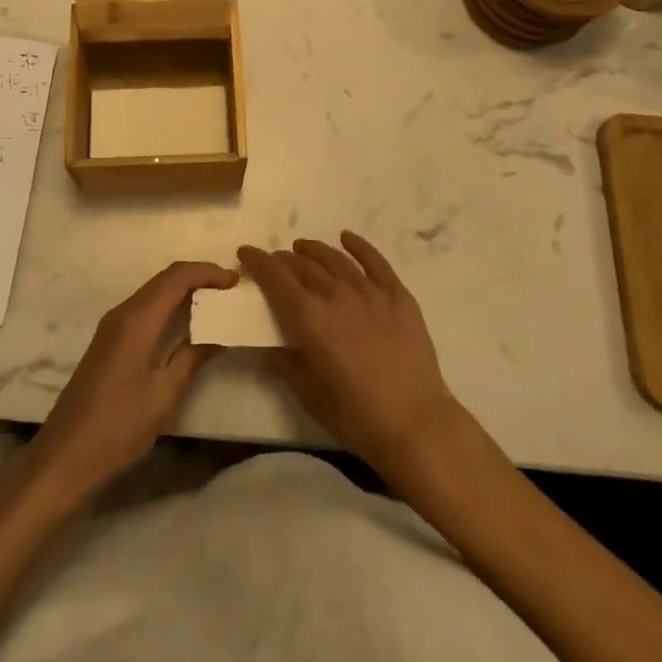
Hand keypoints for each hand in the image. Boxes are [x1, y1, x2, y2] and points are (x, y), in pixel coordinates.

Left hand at [31, 261, 236, 495]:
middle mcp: (123, 312)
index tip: (235, 280)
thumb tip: (218, 334)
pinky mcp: (109, 340)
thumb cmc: (119, 425)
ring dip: (183, 290)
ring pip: (153, 292)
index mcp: (138, 318)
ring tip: (213, 303)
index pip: (177, 277)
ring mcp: (112, 325)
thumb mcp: (165, 394)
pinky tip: (184, 323)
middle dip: (198, 277)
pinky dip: (168, 305)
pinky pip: (144, 308)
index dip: (207, 272)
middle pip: (164, 279)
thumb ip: (193, 358)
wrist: (66, 455)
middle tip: (229, 289)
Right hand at [239, 232, 459, 476]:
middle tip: (275, 261)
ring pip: (333, 258)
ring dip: (313, 250)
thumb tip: (271, 345)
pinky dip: (357, 245)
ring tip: (302, 247)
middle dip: (283, 259)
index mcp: (308, 317)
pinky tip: (346, 238)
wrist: (414, 423)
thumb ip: (286, 362)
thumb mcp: (308, 393)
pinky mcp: (396, 294)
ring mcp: (368, 290)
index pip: (274, 277)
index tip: (246, 252)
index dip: (257, 261)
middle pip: (302, 265)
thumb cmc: (355, 415)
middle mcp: (334, 294)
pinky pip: (373, 260)